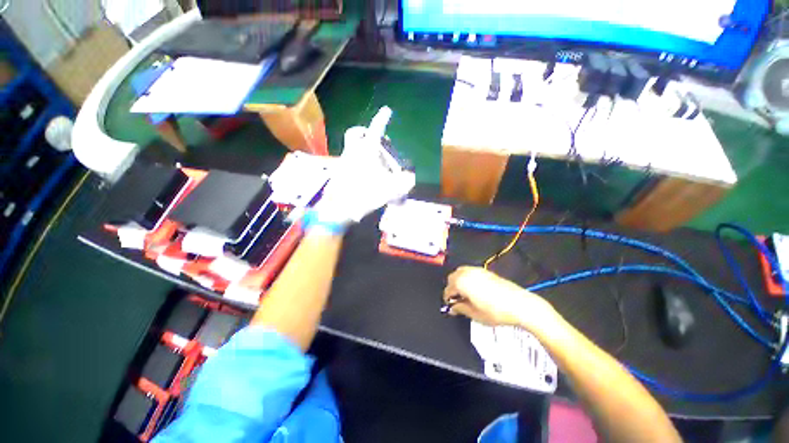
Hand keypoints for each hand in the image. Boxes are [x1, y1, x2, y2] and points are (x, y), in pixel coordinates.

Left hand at [316, 108, 415, 223]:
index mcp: (366, 152)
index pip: (375, 130)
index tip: (387, 110)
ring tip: (378, 165)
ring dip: (365, 150)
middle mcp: (353, 153)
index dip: (382, 119)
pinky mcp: (340, 173)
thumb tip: (410, 178)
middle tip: (378, 140)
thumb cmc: (363, 195)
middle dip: (366, 132)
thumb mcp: (389, 190)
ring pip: (353, 148)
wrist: (338, 210)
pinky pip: (350, 161)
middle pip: (355, 134)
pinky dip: (360, 163)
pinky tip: (369, 177)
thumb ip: (403, 183)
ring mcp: (344, 162)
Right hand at [443, 266, 556, 330]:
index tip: (452, 308)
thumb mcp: (475, 314)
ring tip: (466, 295)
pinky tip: (475, 290)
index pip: (448, 290)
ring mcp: (477, 270)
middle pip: (452, 278)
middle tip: (458, 301)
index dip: (448, 300)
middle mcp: (467, 273)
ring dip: (459, 282)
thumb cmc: (496, 311)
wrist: (519, 305)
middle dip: (452, 288)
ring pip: (460, 273)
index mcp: (461, 282)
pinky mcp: (486, 271)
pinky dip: (468, 279)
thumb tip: (453, 307)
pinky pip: (470, 272)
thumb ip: (460, 309)